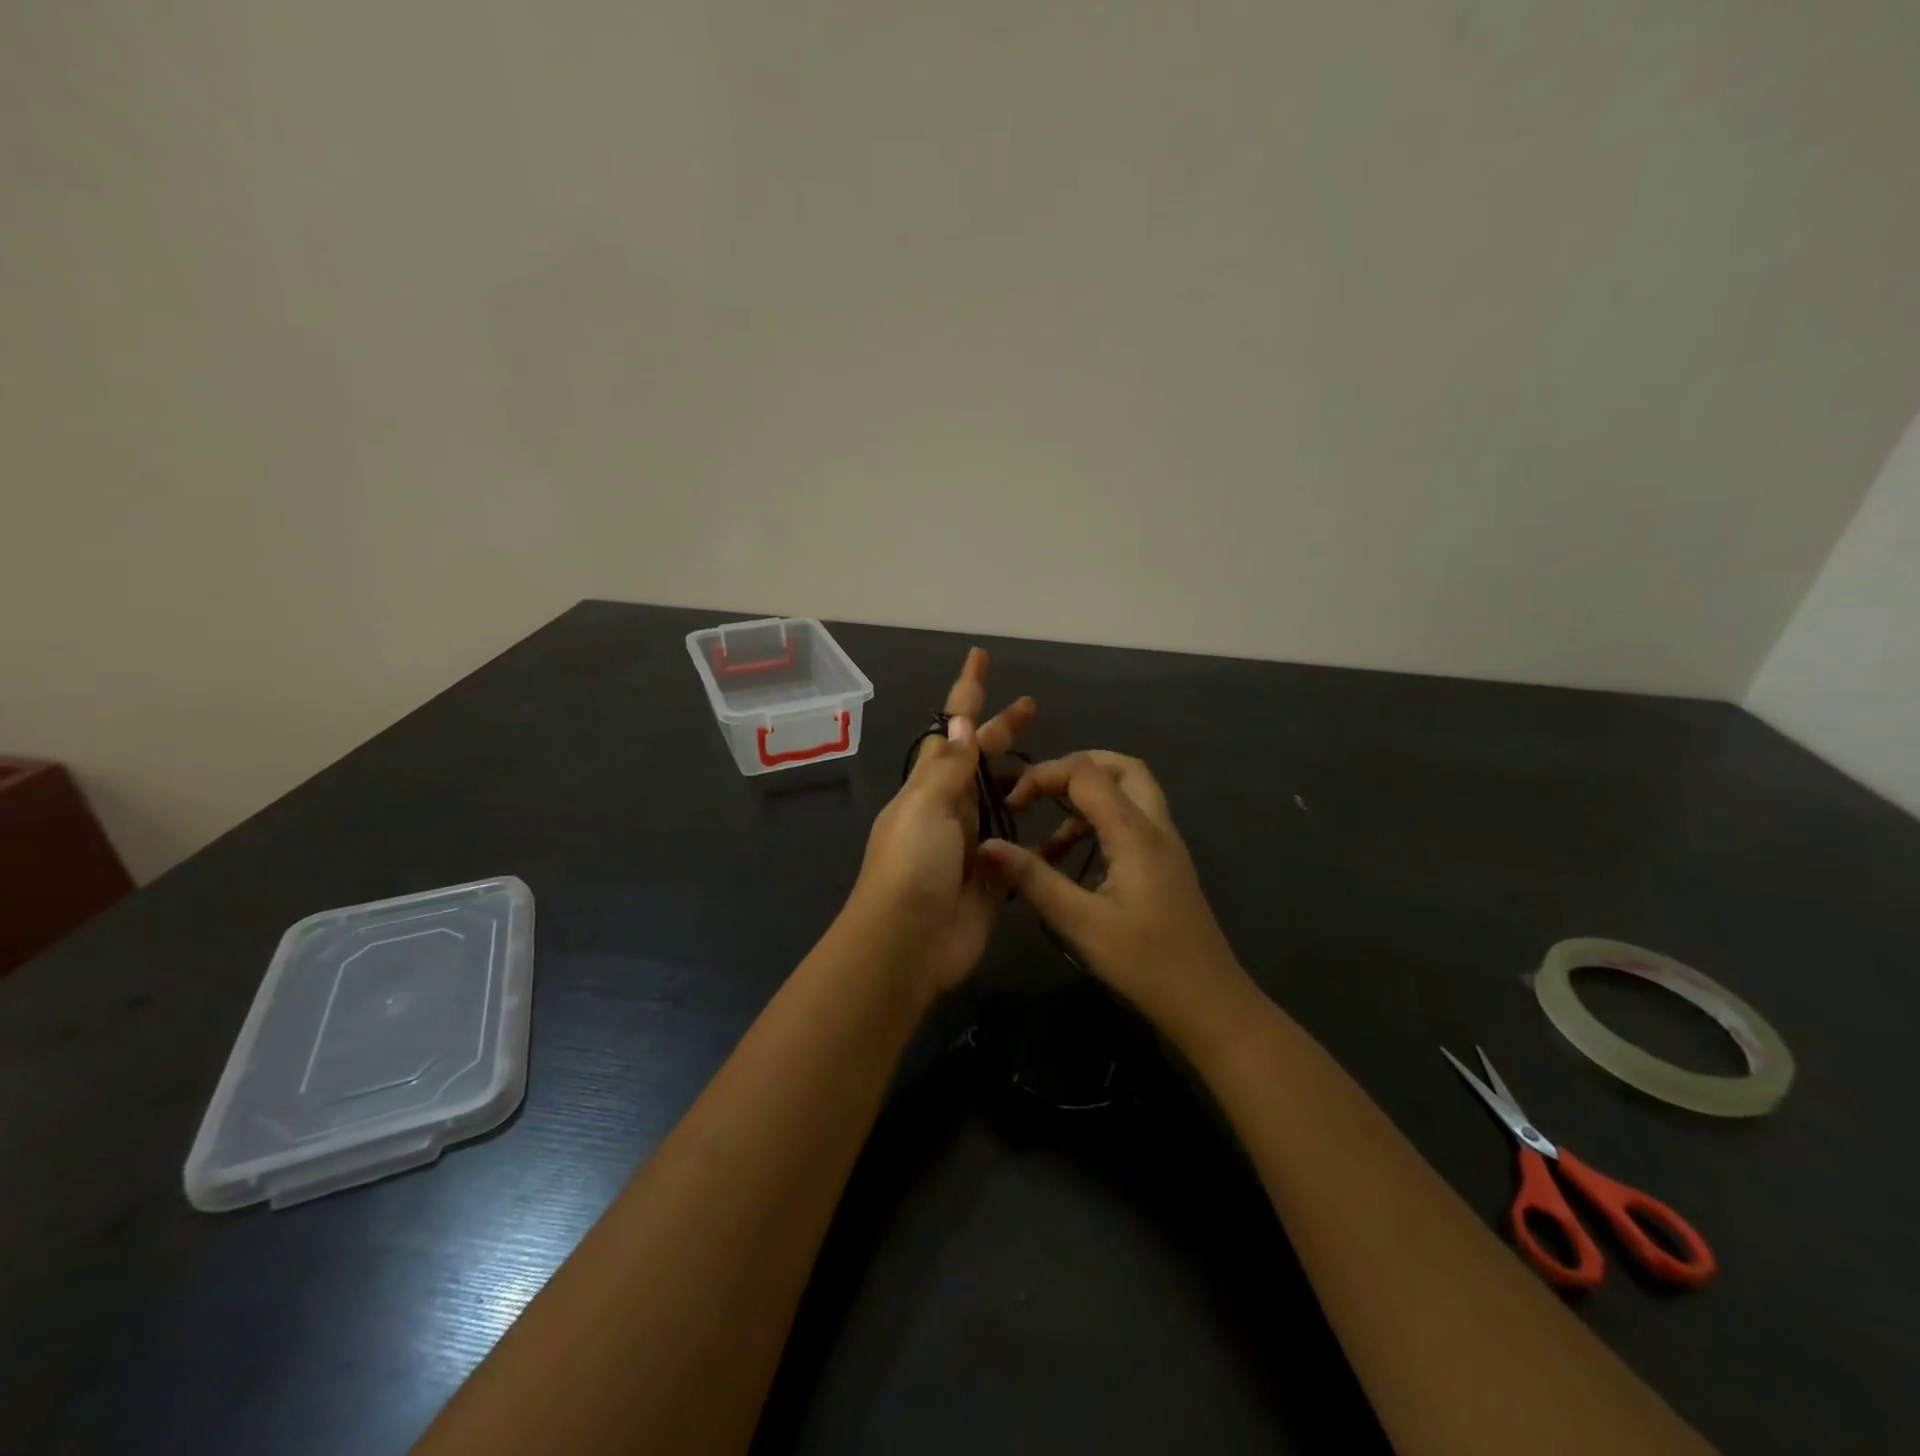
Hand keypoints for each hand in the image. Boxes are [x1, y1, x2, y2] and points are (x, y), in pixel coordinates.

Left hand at [847, 648, 1035, 994]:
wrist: (907, 945)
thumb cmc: (911, 866)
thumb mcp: (925, 807)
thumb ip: (947, 768)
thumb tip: (956, 723)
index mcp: (930, 787)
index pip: (950, 729)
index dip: (966, 693)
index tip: (980, 656)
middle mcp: (950, 810)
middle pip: (980, 760)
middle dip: (1002, 730)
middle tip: (1033, 706)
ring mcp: (972, 845)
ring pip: (1003, 801)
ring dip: (1025, 779)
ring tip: (1060, 764)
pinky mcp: (993, 879)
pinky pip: (1021, 847)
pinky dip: (1041, 835)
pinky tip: (1067, 825)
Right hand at [978, 752, 1258, 1043]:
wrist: (1208, 1003)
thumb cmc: (1144, 963)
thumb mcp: (1080, 923)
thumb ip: (1034, 879)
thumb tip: (987, 846)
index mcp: (1135, 832)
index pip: (1087, 772)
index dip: (1044, 776)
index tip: (1012, 807)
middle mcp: (1156, 826)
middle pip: (1121, 767)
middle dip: (1075, 768)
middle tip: (1037, 791)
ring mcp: (1166, 844)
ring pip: (1131, 792)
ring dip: (1088, 796)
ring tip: (1047, 831)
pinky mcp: (1166, 864)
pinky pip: (1133, 821)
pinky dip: (1100, 822)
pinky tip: (1071, 859)